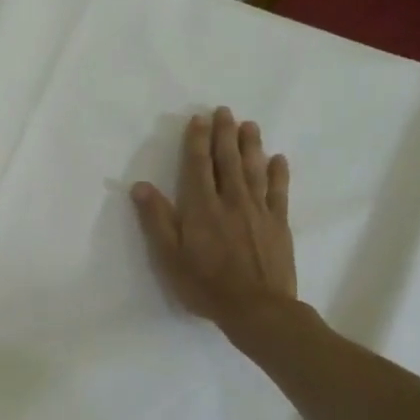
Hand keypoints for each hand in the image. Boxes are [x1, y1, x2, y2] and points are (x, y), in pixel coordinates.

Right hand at [131, 107, 297, 342]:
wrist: (257, 308)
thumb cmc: (206, 285)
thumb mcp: (169, 256)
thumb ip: (157, 220)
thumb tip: (140, 186)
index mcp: (202, 207)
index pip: (198, 166)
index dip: (197, 141)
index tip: (199, 119)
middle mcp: (231, 201)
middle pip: (228, 160)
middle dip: (225, 134)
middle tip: (225, 111)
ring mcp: (258, 211)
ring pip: (254, 170)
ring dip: (251, 145)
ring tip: (250, 125)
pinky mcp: (278, 224)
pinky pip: (278, 192)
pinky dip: (278, 174)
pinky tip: (278, 160)